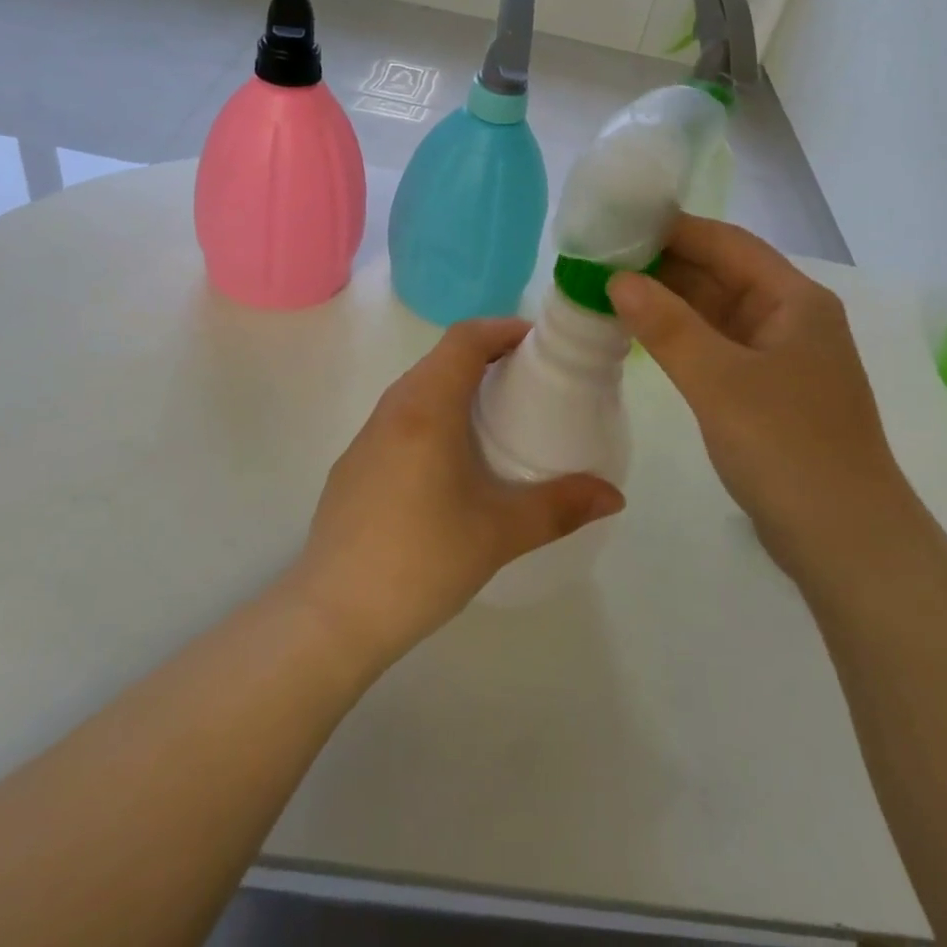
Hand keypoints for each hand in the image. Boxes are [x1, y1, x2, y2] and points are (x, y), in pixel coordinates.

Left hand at [289, 318, 625, 665]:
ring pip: (418, 388)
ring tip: (496, 418)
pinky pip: (400, 418)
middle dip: (487, 356)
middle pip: (442, 358)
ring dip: (458, 386)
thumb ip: (562, 507)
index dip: (504, 329)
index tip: (540, 345)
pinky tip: (450, 463)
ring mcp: (366, 438)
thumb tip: (614, 495)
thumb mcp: (501, 533)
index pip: (466, 338)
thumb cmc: (422, 560)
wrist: (332, 616)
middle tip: (529, 381)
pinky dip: (433, 415)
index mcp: (427, 408)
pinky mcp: (353, 466)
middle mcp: (393, 409)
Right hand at [608, 216, 902, 578]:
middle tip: (599, 260)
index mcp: (794, 300)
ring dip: (668, 302)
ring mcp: (779, 356)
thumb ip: (667, 326)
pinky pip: (716, 346)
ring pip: (715, 312)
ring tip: (608, 291)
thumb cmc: (788, 449)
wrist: (846, 542)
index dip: (672, 229)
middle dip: (663, 265)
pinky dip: (679, 338)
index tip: (617, 224)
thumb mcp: (720, 381)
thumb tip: (618, 279)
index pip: (726, 243)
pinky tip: (640, 336)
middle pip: (721, 274)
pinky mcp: (766, 391)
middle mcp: (790, 318)